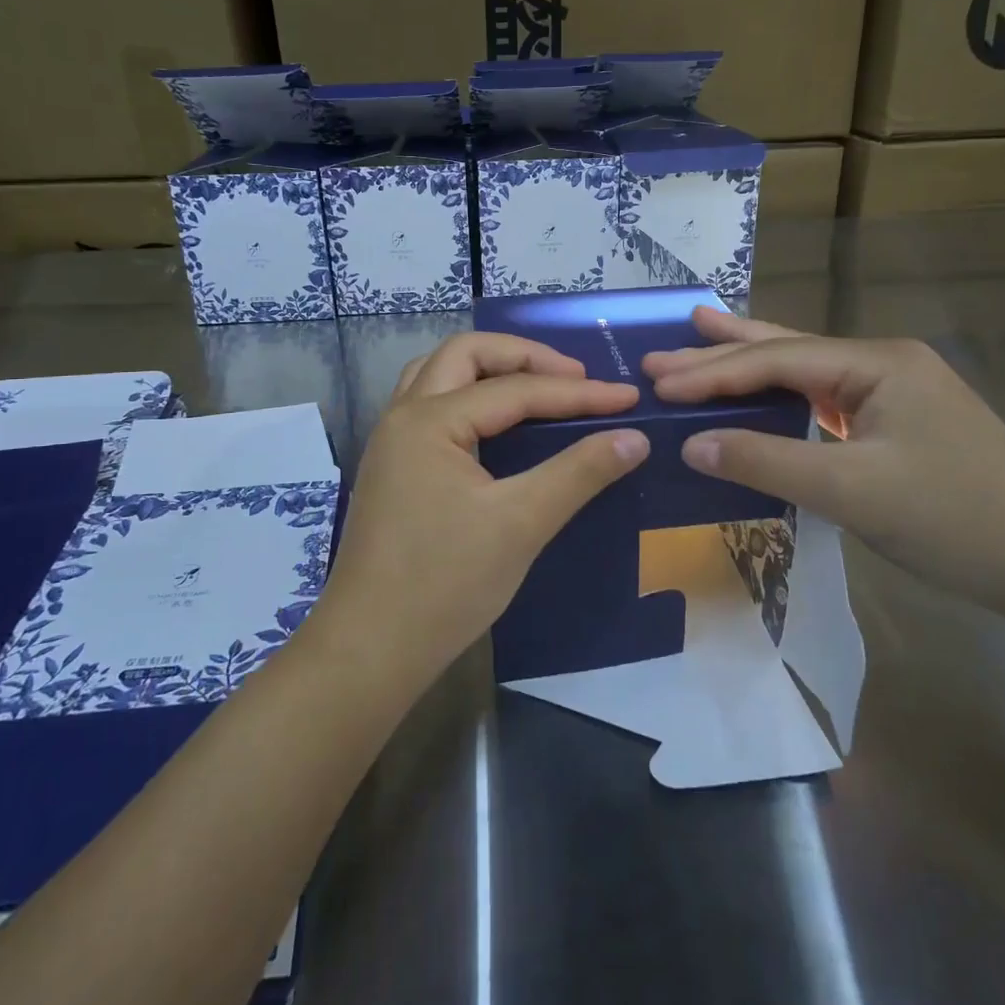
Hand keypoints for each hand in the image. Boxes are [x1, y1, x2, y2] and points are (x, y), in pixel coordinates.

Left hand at [309, 332, 650, 683]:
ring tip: (538, 389)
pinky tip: (498, 425)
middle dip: (525, 357)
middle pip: (466, 355)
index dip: (578, 393)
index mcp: (429, 420)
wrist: (370, 649)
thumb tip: (634, 437)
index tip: (628, 398)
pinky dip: (470, 398)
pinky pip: (432, 407)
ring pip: (440, 376)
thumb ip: (579, 473)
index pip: (516, 389)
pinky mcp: (393, 468)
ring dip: (490, 371)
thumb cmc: (444, 584)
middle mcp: (403, 416)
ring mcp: (392, 442)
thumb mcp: (521, 524)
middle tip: (576, 379)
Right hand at [643, 307, 1004, 612]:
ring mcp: (894, 392)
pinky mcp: (896, 424)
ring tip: (701, 335)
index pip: (777, 360)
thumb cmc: (954, 519)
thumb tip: (691, 443)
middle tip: (662, 350)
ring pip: (805, 371)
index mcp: (878, 363)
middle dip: (723, 352)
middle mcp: (884, 364)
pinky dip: (779, 397)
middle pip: (788, 351)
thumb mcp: (852, 491)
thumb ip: (767, 461)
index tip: (658, 382)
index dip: (713, 372)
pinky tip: (759, 395)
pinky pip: (822, 401)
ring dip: (750, 363)